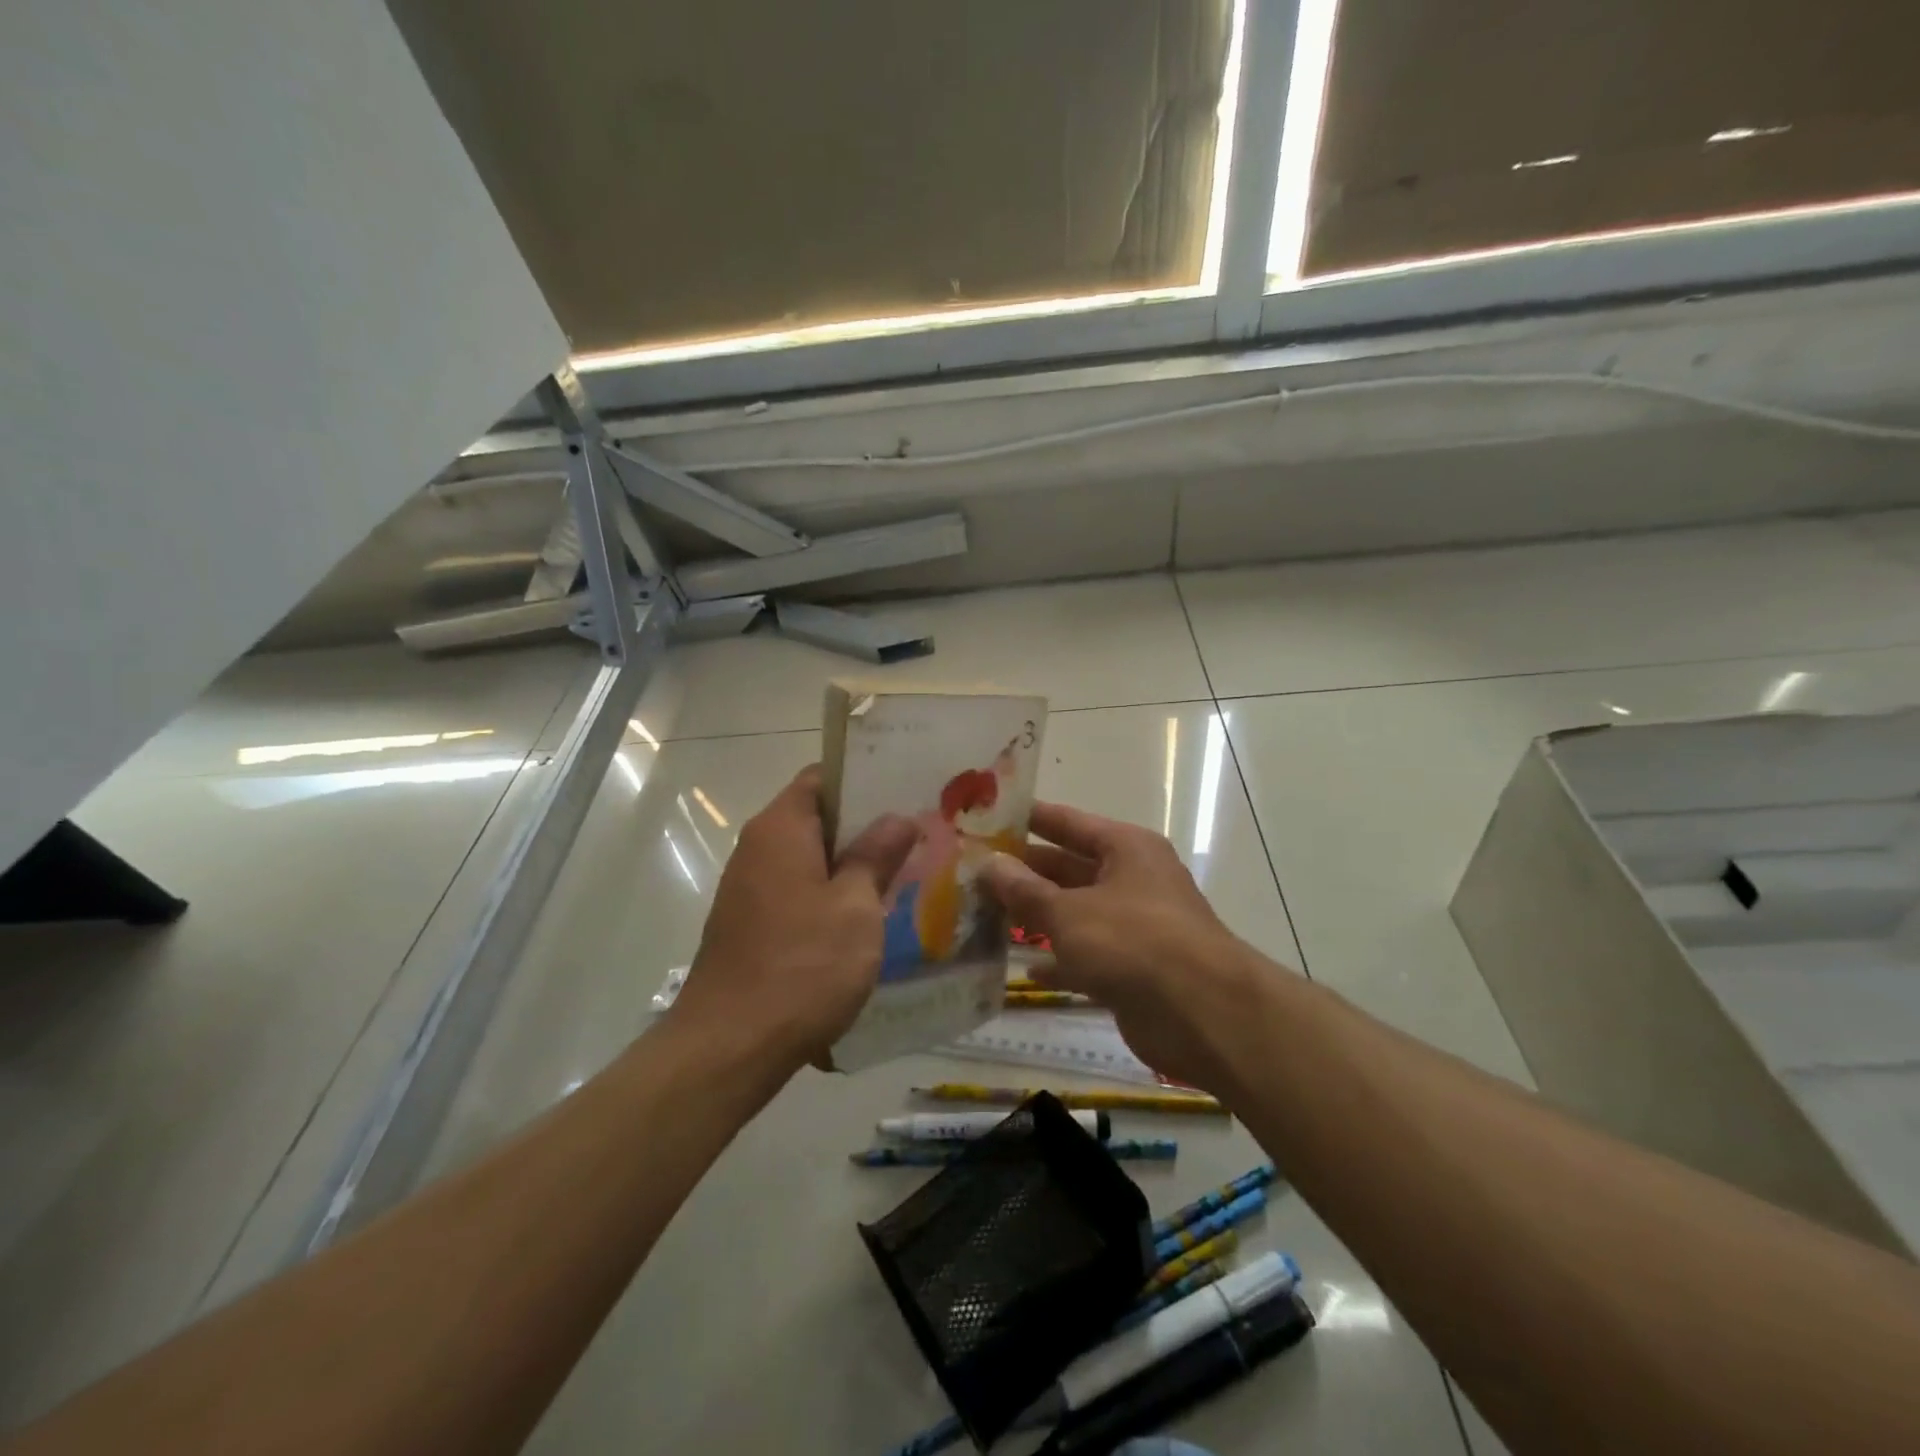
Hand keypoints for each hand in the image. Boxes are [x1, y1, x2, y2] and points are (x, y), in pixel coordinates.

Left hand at [670, 767, 917, 1075]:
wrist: (730, 1047)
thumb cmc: (802, 966)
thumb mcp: (855, 907)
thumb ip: (876, 856)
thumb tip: (897, 818)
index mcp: (780, 828)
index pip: (822, 777)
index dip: (864, 777)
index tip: (907, 788)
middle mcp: (758, 848)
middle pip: (817, 817)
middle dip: (866, 824)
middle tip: (920, 832)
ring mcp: (750, 888)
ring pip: (810, 858)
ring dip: (852, 863)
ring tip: (905, 871)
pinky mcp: (751, 925)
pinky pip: (799, 891)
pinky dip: (832, 894)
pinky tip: (868, 916)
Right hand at [980, 803, 1273, 1092]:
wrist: (1201, 1013)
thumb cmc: (1133, 942)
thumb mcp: (1070, 912)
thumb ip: (1026, 890)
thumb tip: (990, 863)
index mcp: (1126, 848)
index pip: (1068, 822)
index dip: (1029, 819)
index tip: (988, 817)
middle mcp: (1132, 879)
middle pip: (1069, 868)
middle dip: (1025, 873)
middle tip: (973, 872)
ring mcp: (1134, 925)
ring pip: (1075, 912)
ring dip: (1037, 916)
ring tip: (985, 915)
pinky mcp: (1133, 967)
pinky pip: (1087, 955)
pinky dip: (1060, 960)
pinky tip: (1026, 969)